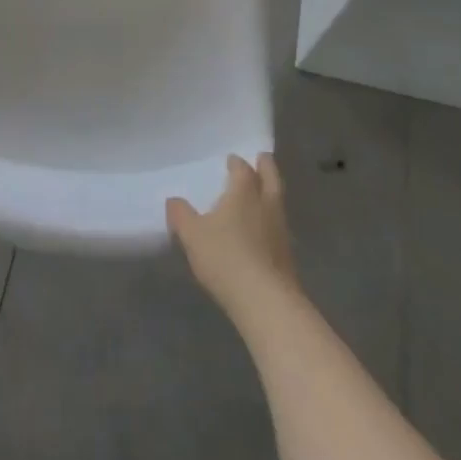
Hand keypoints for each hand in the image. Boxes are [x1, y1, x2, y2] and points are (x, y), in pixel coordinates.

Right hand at [168, 152, 297, 317]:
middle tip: (262, 158)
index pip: (243, 170)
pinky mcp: (287, 255)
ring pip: (278, 202)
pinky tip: (264, 229)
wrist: (265, 300)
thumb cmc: (226, 257)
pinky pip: (279, 226)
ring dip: (271, 193)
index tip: (232, 160)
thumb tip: (173, 200)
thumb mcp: (192, 235)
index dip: (237, 163)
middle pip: (270, 178)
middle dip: (266, 167)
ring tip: (262, 192)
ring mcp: (281, 230)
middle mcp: (266, 205)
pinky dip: (272, 220)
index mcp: (244, 193)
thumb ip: (181, 215)